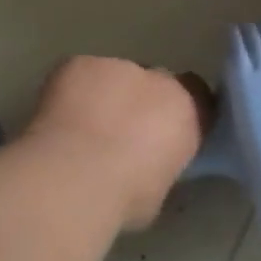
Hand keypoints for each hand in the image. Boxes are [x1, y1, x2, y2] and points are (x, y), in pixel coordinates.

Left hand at [24, 57, 211, 229]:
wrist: (77, 177)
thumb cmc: (127, 196)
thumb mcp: (160, 189)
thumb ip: (162, 165)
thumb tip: (149, 167)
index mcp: (191, 114)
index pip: (199, 99)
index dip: (181, 113)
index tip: (167, 133)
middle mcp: (162, 83)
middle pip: (158, 83)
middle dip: (144, 102)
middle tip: (123, 133)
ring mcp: (120, 68)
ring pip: (117, 77)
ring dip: (107, 96)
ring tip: (84, 128)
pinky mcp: (81, 64)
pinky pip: (82, 73)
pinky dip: (73, 91)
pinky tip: (61, 118)